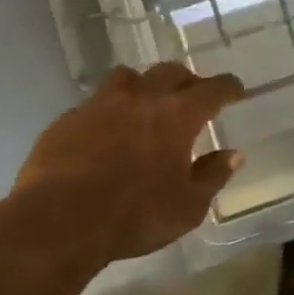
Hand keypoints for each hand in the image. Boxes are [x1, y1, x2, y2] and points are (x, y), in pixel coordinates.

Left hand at [0, 62, 245, 268]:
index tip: (236, 90)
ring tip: (146, 102)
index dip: (228, 87)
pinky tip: (106, 131)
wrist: (57, 222)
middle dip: (187, 80)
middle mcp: (142, 98)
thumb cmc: (134, 216)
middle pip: (170, 72)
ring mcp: (101, 104)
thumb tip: (233, 155)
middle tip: (192, 94)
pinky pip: (95, 102)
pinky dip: (108, 109)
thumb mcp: (187, 207)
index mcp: (178, 115)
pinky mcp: (68, 119)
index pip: (213, 89)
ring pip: (128, 77)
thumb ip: (213, 176)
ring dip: (144, 85)